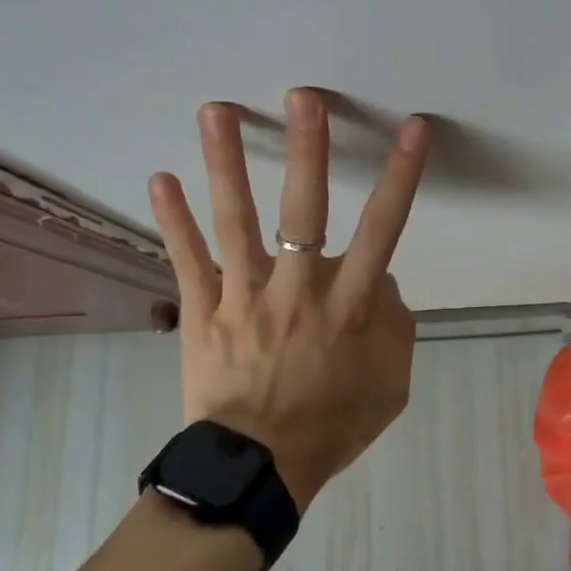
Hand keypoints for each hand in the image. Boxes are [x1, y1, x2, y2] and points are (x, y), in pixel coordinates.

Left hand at [147, 89, 429, 512]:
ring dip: (225, 164)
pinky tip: (158, 178)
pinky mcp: (203, 312)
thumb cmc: (330, 425)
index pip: (384, 231)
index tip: (412, 130)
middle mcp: (297, 292)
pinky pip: (186, 261)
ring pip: (235, 223)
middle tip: (302, 97)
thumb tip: (383, 282)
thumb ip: (395, 327)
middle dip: (308, 152)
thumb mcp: (389, 385)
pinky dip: (172, 220)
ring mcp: (244, 298)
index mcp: (347, 308)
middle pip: (304, 212)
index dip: (401, 178)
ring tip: (216, 112)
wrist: (256, 472)